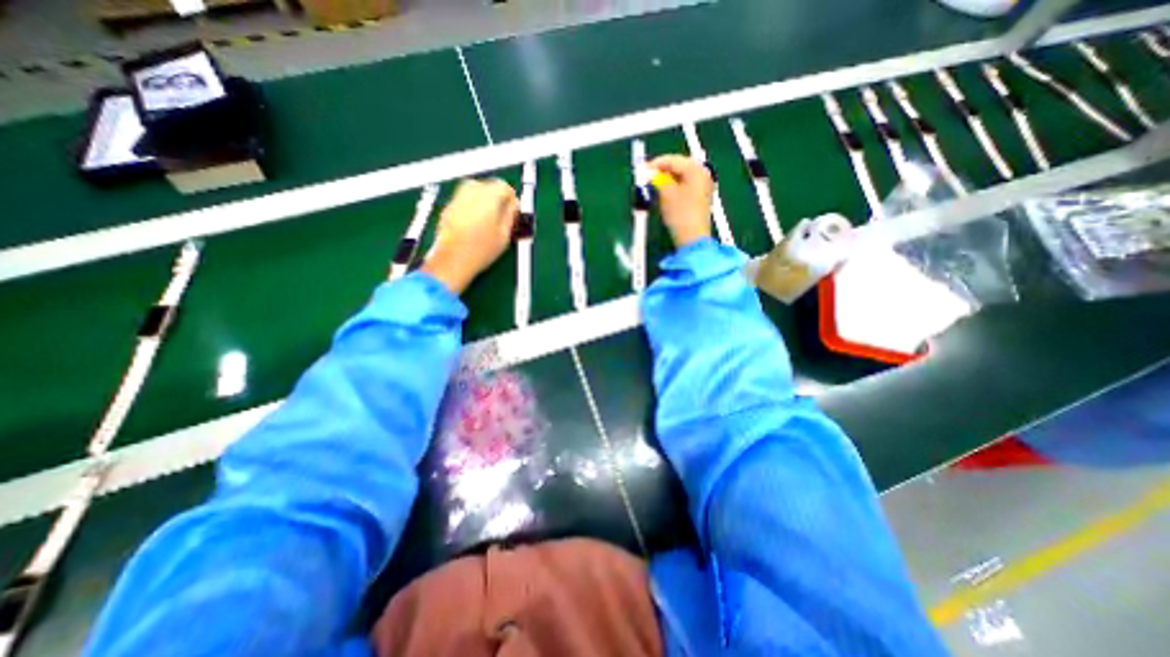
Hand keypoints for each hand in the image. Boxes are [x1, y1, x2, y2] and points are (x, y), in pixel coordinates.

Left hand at [418, 176, 513, 293]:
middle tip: (502, 216)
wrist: (453, 260)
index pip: (504, 187)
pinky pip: (464, 199)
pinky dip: (472, 206)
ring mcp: (457, 198)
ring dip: (484, 200)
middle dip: (497, 197)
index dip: (511, 199)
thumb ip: (511, 215)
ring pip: (475, 190)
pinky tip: (475, 223)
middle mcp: (471, 192)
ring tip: (489, 219)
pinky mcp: (448, 207)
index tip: (513, 211)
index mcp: (488, 197)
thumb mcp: (505, 235)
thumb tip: (514, 205)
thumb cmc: (480, 250)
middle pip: (489, 185)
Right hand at [650, 153, 712, 247]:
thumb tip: (650, 173)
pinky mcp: (701, 199)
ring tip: (653, 186)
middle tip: (647, 178)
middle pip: (679, 167)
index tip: (642, 170)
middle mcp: (703, 174)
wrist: (692, 238)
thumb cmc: (680, 214)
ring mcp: (704, 187)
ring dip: (667, 180)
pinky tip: (664, 194)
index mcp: (696, 169)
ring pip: (681, 177)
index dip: (656, 164)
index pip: (673, 160)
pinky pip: (685, 187)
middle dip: (662, 171)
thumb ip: (657, 179)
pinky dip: (673, 188)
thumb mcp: (666, 193)